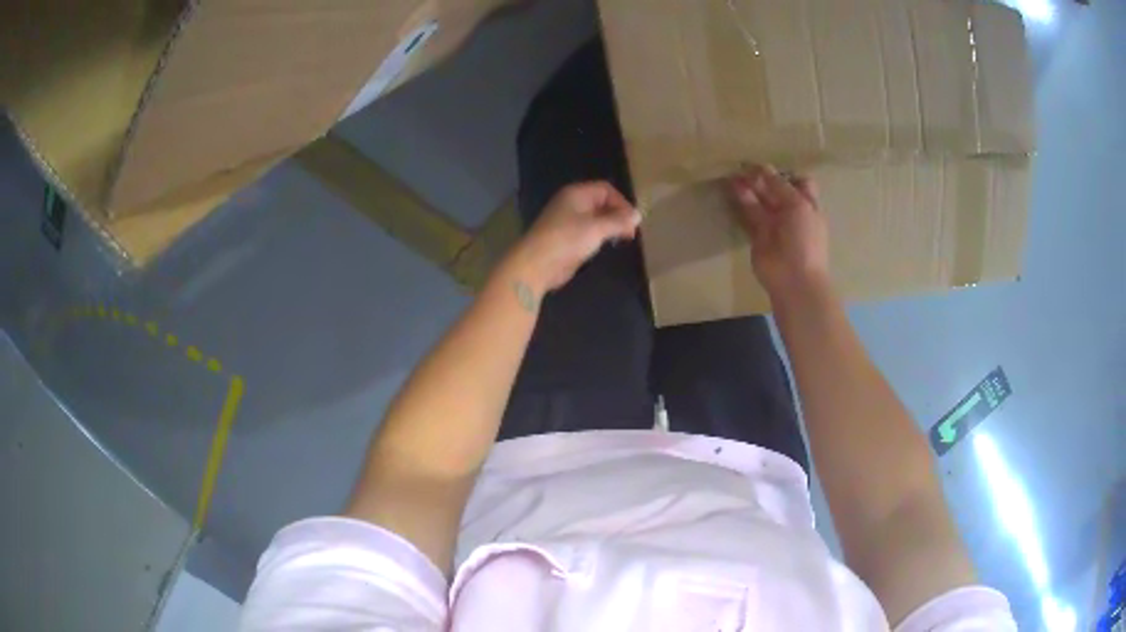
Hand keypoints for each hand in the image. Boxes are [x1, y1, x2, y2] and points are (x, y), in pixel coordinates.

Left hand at [505, 181, 640, 292]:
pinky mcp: (567, 238)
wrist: (537, 264)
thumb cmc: (567, 240)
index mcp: (576, 194)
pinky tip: (607, 246)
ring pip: (596, 218)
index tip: (633, 220)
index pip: (605, 189)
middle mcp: (572, 204)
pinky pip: (589, 231)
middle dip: (618, 215)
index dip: (621, 202)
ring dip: (610, 226)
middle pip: (601, 203)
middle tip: (630, 232)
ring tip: (623, 239)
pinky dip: (600, 236)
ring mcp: (568, 221)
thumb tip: (637, 215)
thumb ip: (618, 221)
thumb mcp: (597, 228)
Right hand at [729, 164, 828, 298]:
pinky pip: (749, 214)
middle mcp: (792, 213)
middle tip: (745, 165)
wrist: (794, 278)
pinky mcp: (758, 235)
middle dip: (762, 178)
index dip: (785, 174)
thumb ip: (780, 186)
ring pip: (760, 200)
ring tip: (734, 173)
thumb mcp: (798, 205)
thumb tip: (763, 168)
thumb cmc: (805, 239)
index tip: (769, 166)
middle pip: (776, 190)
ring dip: (749, 187)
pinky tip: (732, 188)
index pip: (799, 183)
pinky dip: (741, 201)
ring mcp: (774, 224)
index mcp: (808, 206)